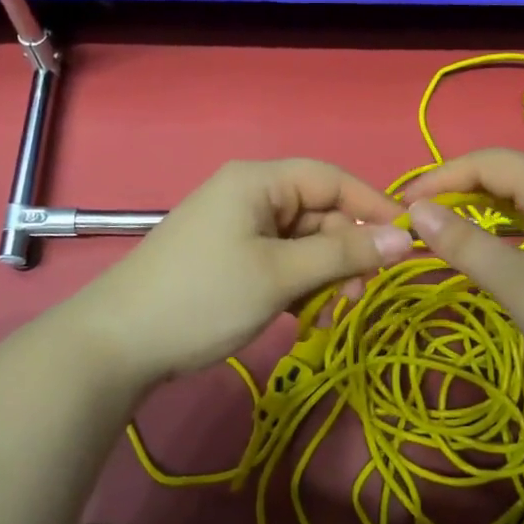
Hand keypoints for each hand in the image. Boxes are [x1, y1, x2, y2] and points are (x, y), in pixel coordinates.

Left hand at [71, 159, 410, 384]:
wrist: (116, 345)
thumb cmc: (204, 297)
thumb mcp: (280, 276)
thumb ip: (343, 254)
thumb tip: (405, 238)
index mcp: (259, 181)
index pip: (332, 178)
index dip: (372, 205)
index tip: (407, 241)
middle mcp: (249, 194)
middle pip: (318, 212)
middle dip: (344, 251)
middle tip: (360, 293)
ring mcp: (236, 226)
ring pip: (301, 241)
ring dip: (323, 274)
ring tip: (328, 313)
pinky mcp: (228, 256)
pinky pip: (279, 260)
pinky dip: (298, 284)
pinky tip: (303, 316)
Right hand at [402, 149, 523, 400]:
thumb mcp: (521, 286)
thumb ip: (467, 246)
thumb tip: (418, 213)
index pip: (488, 161)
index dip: (442, 176)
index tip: (405, 205)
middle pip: (509, 171)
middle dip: (461, 187)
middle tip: (423, 216)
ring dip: (486, 205)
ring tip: (452, 228)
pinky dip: (512, 224)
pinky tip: (503, 249)